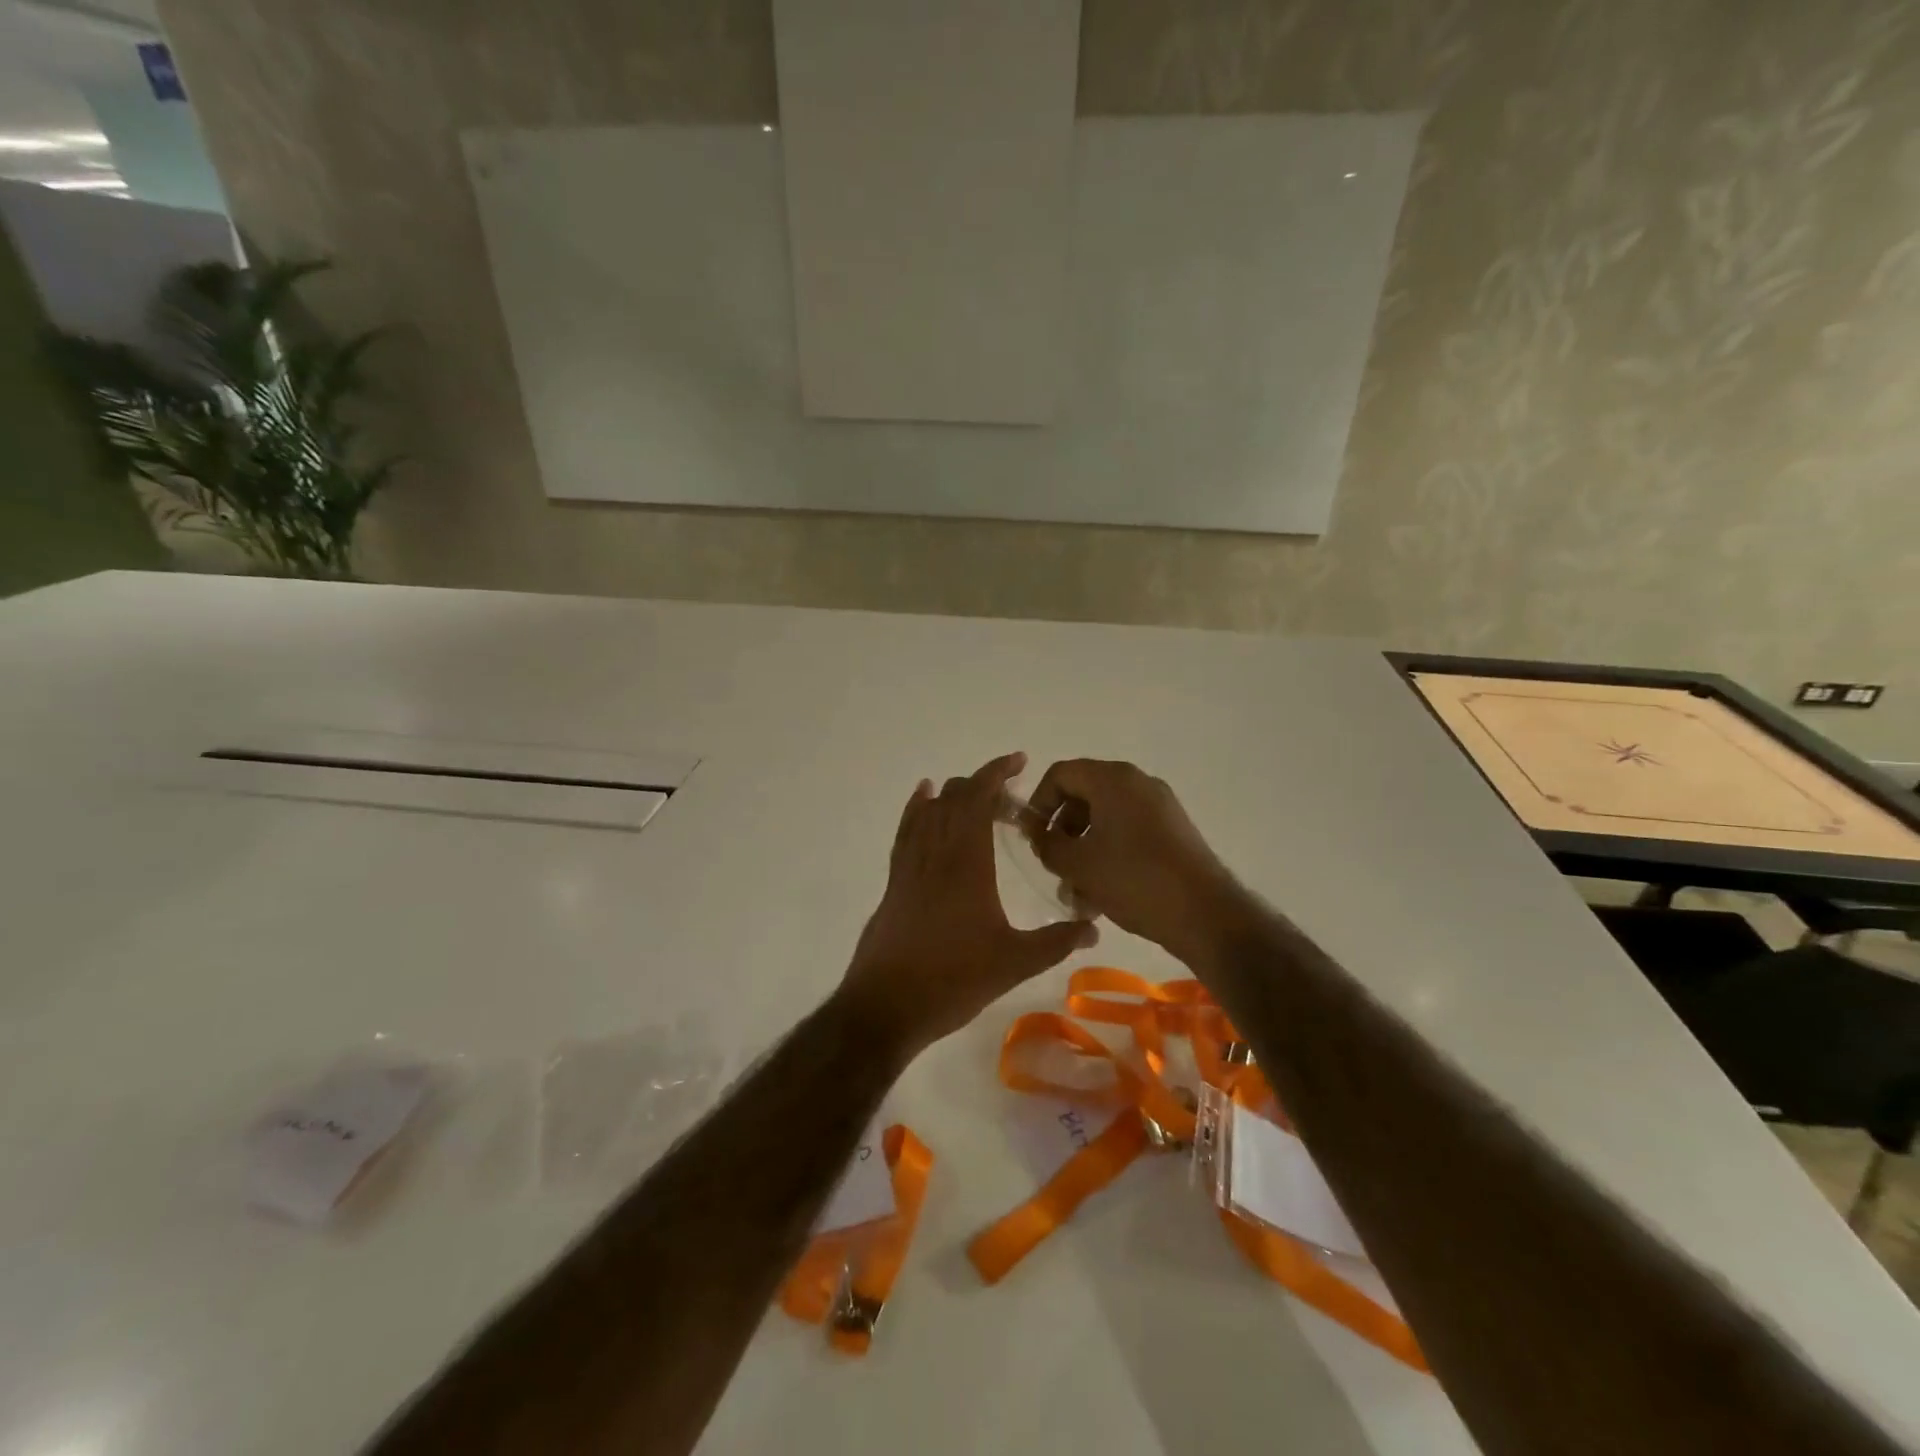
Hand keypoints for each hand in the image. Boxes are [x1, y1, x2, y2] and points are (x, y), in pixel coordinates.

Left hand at [839, 752, 1098, 1059]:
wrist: (886, 1005)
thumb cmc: (953, 980)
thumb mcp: (1014, 963)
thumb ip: (1056, 941)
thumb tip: (1094, 927)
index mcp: (966, 862)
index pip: (978, 798)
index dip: (997, 772)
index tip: (1019, 761)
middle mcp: (935, 853)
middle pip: (954, 798)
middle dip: (983, 786)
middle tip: (1012, 800)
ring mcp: (910, 865)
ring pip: (929, 810)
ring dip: (954, 796)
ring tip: (978, 798)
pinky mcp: (894, 881)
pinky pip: (906, 830)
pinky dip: (917, 808)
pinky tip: (922, 801)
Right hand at [1026, 759, 1243, 965]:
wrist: (1204, 914)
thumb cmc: (1133, 879)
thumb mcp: (1077, 864)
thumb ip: (1046, 842)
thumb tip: (1034, 830)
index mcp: (1113, 779)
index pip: (1061, 774)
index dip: (1038, 803)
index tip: (1033, 837)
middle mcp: (1138, 783)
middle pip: (1084, 795)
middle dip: (1062, 831)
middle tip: (1053, 865)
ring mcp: (1159, 807)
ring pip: (1106, 819)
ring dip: (1083, 850)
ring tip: (1076, 893)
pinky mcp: (1173, 832)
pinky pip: (1128, 832)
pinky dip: (1109, 855)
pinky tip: (1101, 895)